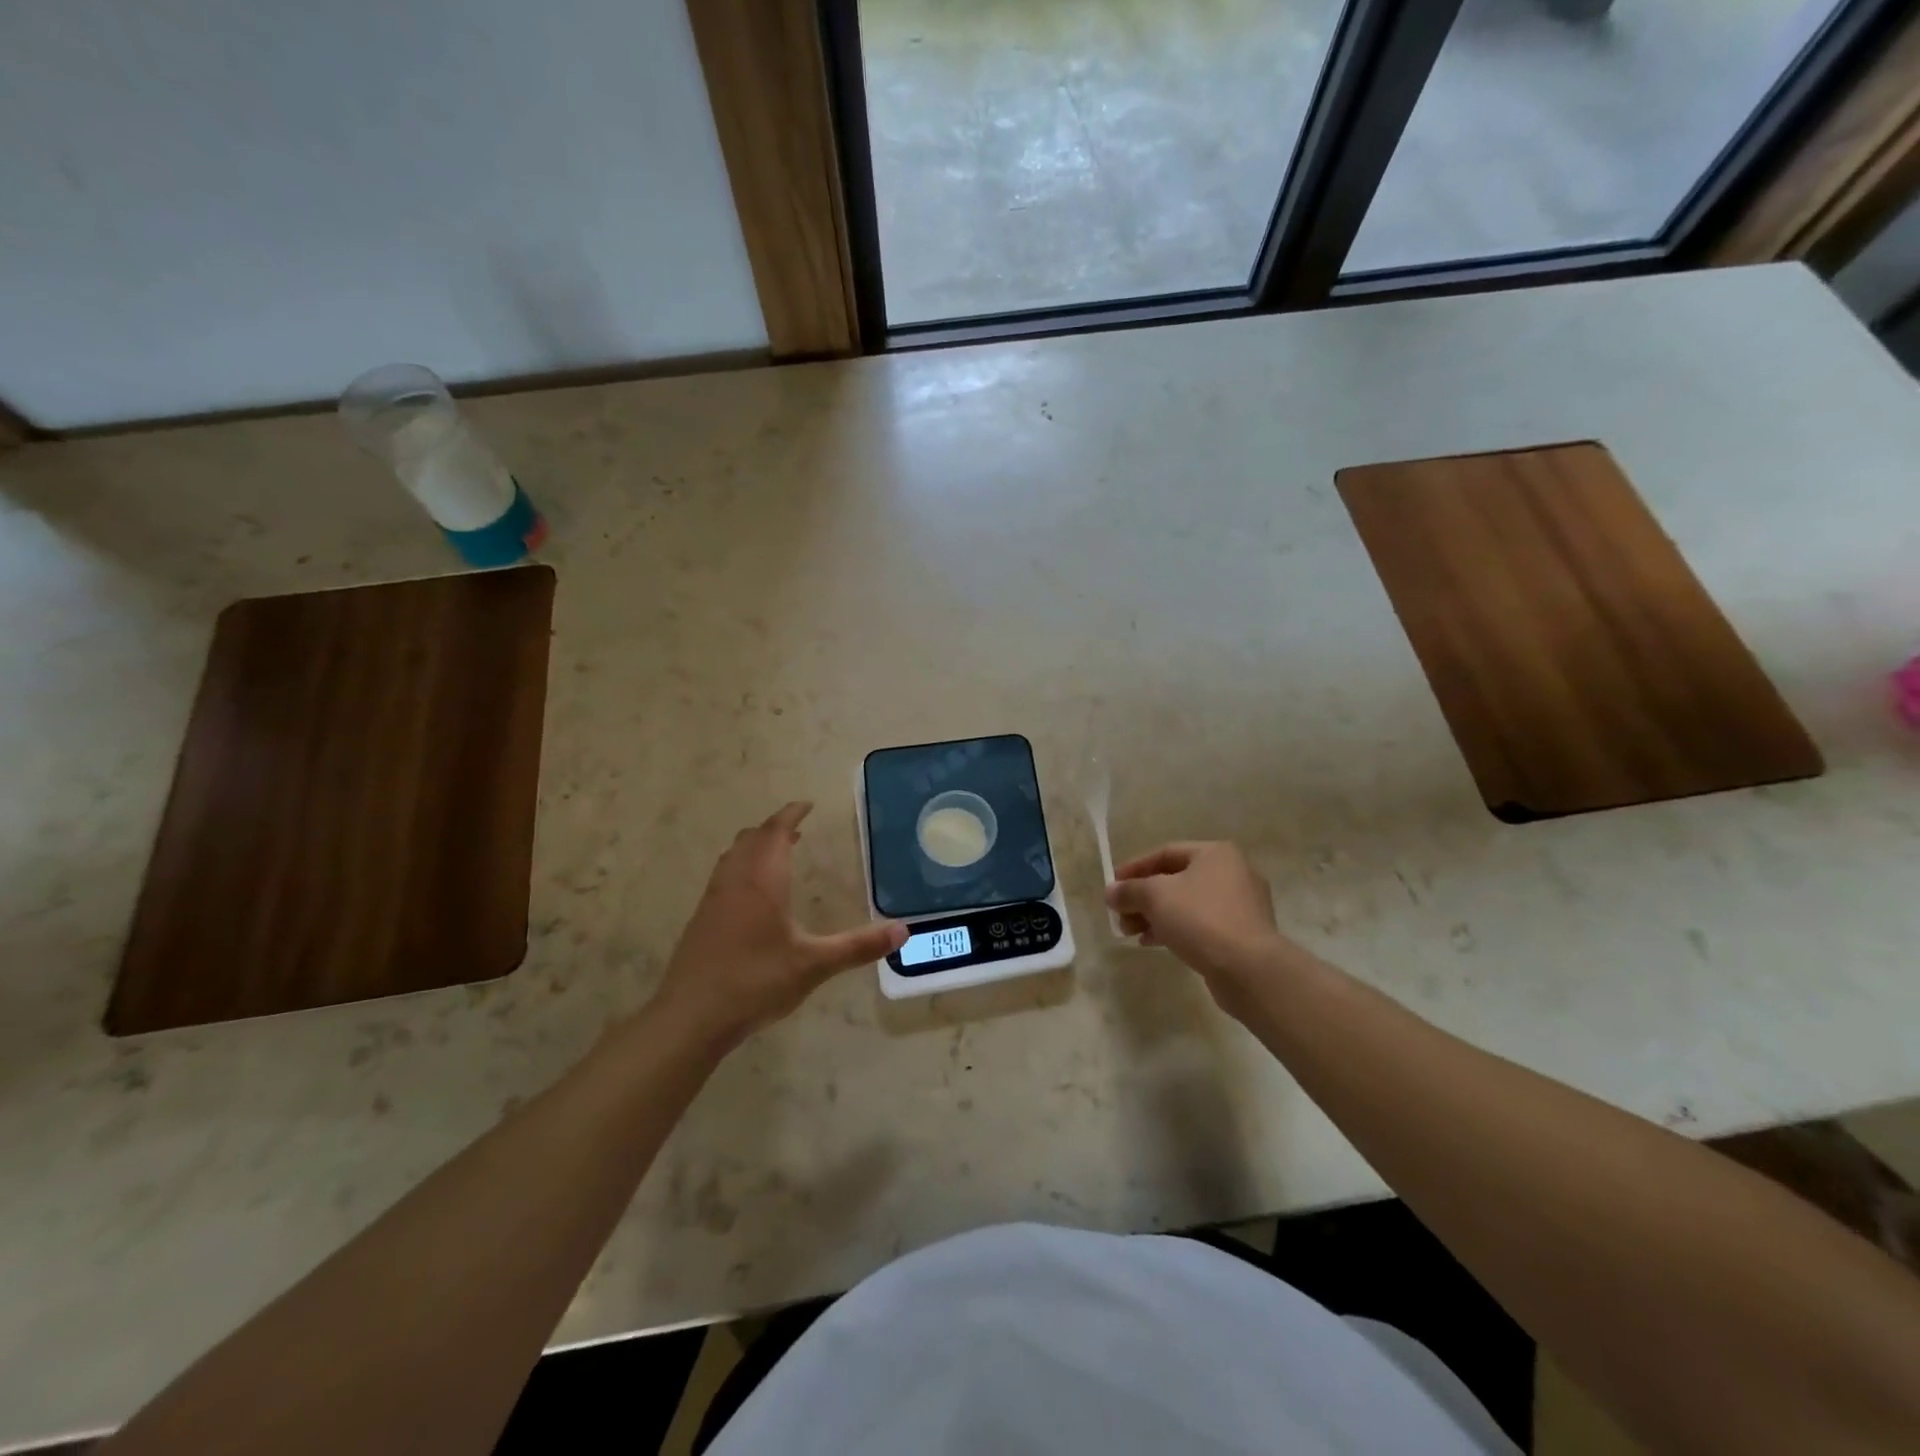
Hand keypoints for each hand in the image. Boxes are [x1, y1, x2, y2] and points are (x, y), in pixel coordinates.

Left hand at [653, 802, 905, 1047]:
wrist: (691, 1016)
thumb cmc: (756, 981)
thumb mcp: (814, 964)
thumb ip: (858, 946)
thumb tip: (903, 931)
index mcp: (762, 880)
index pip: (775, 832)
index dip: (791, 815)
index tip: (807, 805)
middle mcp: (735, 880)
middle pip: (752, 838)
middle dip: (774, 828)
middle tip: (797, 829)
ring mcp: (714, 899)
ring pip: (734, 856)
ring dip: (755, 846)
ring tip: (777, 854)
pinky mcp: (702, 919)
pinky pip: (725, 875)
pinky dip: (742, 867)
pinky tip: (753, 895)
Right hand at [1105, 841, 1294, 1012]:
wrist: (1248, 968)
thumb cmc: (1200, 918)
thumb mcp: (1155, 897)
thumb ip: (1129, 890)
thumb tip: (1111, 892)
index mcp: (1215, 854)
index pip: (1165, 853)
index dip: (1135, 868)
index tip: (1113, 886)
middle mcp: (1233, 873)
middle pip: (1176, 880)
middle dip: (1143, 898)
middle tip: (1120, 915)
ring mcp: (1241, 905)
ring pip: (1187, 904)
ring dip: (1155, 916)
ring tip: (1131, 933)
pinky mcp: (1243, 934)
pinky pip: (1201, 924)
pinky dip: (1175, 929)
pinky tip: (1153, 943)